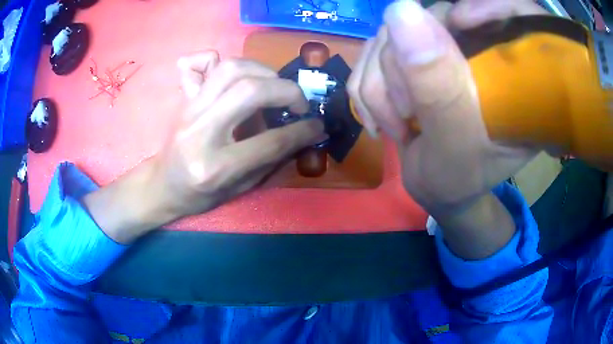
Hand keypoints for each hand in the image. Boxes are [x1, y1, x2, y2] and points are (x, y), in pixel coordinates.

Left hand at [83, 52, 325, 242]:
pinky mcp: (186, 99)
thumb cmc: (200, 196)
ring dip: (264, 71)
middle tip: (298, 102)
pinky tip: (242, 75)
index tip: (318, 125)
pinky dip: (229, 61)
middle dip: (286, 91)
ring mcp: (190, 110)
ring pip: (231, 69)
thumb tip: (304, 133)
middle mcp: (201, 132)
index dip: (302, 130)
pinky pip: (206, 64)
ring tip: (275, 86)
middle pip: (250, 91)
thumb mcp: (240, 189)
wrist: (162, 186)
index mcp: (216, 167)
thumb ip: (272, 159)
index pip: (270, 141)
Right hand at [348, 0, 546, 258]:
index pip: (505, 9)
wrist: (436, 187)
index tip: (460, 28)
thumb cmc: (459, 178)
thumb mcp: (455, 143)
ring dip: (381, 87)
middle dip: (403, 69)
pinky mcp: (412, 53)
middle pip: (430, 17)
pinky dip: (368, 88)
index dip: (484, 7)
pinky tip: (385, 119)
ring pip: (390, 33)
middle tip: (409, 117)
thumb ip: (437, 86)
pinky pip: (372, 50)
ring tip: (399, 126)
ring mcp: (442, 47)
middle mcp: (480, 49)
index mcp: (514, 70)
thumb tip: (401, 10)